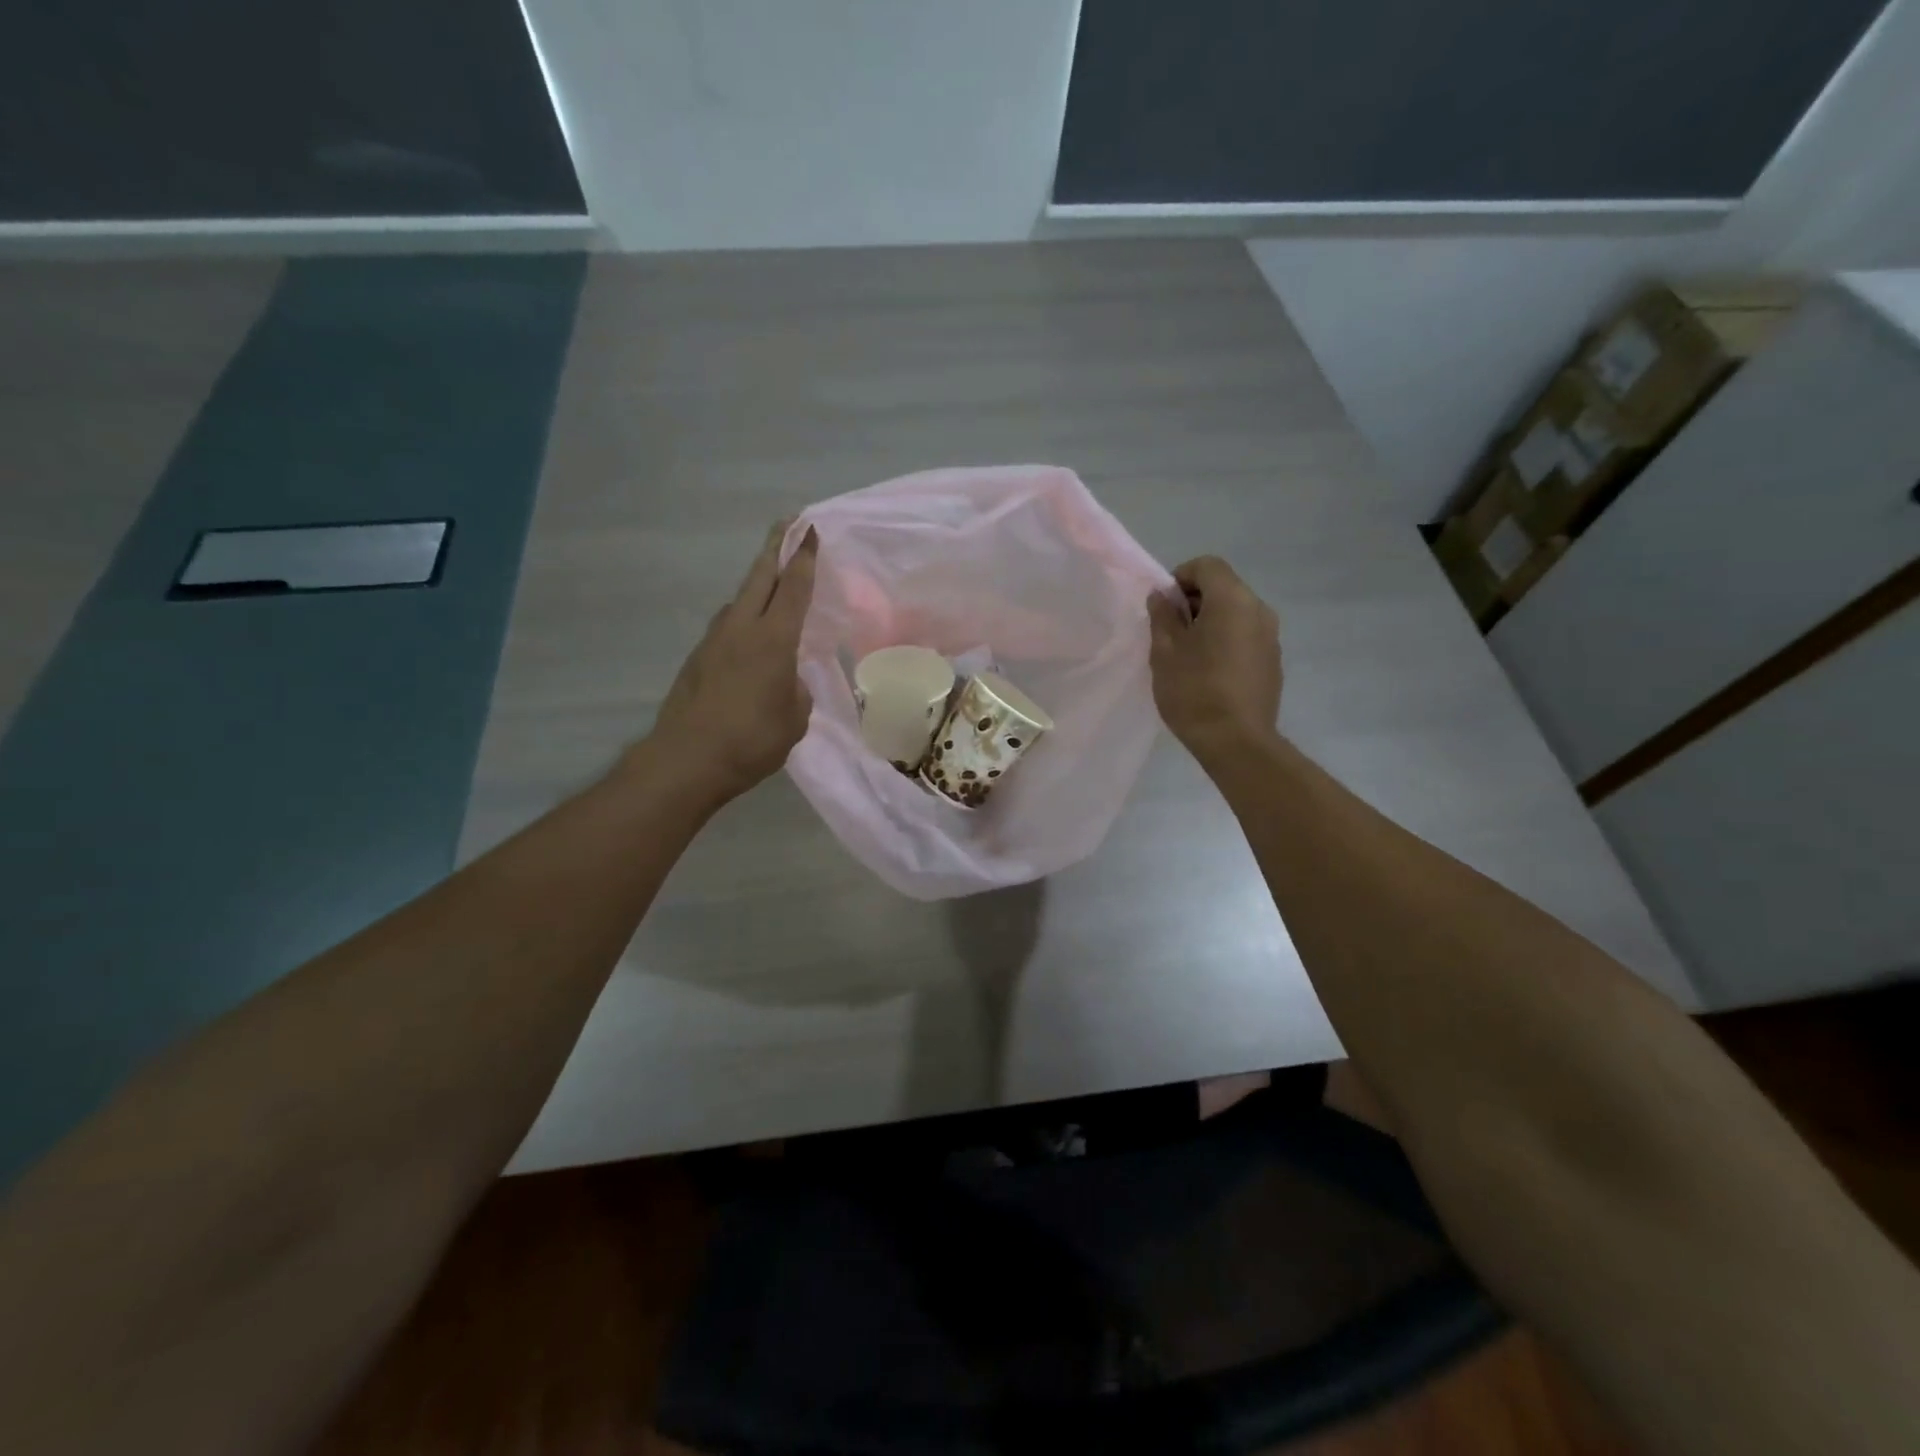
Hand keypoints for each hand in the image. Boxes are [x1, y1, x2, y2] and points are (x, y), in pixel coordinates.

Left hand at [647, 521, 818, 802]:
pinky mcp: (697, 659)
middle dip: (776, 548)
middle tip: (788, 524)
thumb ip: (796, 690)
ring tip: (770, 581)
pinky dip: (743, 617)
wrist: (686, 760)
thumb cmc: (752, 740)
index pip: (793, 588)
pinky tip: (748, 635)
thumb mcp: (794, 718)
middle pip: (760, 577)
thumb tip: (786, 679)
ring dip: (756, 584)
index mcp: (774, 640)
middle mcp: (742, 629)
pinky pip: (727, 626)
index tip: (810, 531)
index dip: (804, 558)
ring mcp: (714, 641)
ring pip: (739, 600)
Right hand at [1146, 555, 1281, 763]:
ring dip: (1212, 622)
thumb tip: (1162, 596)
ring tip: (1189, 654)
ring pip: (1236, 612)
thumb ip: (1163, 616)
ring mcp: (1271, 636)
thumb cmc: (1194, 691)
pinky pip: (1246, 636)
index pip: (1207, 565)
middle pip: (1224, 587)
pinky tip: (1210, 672)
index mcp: (1232, 600)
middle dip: (1195, 601)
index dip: (1180, 577)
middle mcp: (1259, 609)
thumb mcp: (1165, 651)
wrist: (1236, 741)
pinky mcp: (1273, 660)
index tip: (1164, 606)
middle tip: (1171, 631)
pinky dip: (1227, 640)